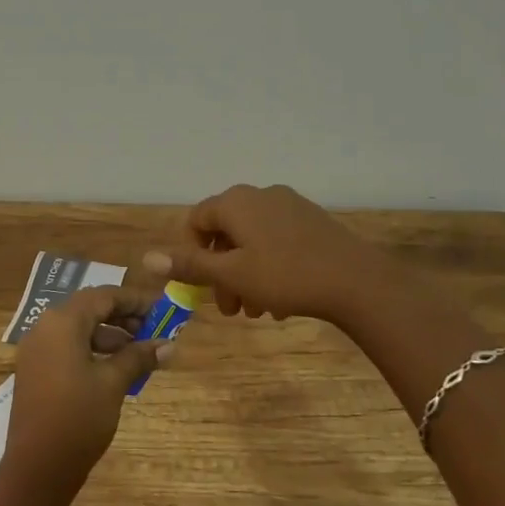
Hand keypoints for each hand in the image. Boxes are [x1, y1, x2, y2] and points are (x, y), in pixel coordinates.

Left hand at [0, 254, 174, 497]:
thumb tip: (169, 345)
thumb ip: (139, 357)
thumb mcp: (113, 383)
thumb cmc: (78, 418)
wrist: (37, 468)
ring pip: (78, 329)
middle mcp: (45, 328)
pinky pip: (67, 347)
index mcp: (62, 322)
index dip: (134, 300)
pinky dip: (92, 350)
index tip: (161, 309)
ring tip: (140, 352)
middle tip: (153, 330)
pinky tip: (116, 368)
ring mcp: (36, 350)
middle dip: (122, 317)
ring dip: (109, 335)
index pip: (103, 296)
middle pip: (89, 309)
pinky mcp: (35, 370)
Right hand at [167, 183, 382, 322]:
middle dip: (222, 272)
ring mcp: (289, 205)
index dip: (192, 254)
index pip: (197, 220)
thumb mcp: (232, 275)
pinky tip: (282, 298)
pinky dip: (269, 265)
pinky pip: (277, 240)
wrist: (357, 280)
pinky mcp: (312, 220)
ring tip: (257, 310)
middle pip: (226, 232)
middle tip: (230, 310)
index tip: (202, 286)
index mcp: (236, 202)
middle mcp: (260, 195)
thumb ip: (190, 265)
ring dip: (245, 274)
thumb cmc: (285, 276)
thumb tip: (147, 256)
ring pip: (252, 240)